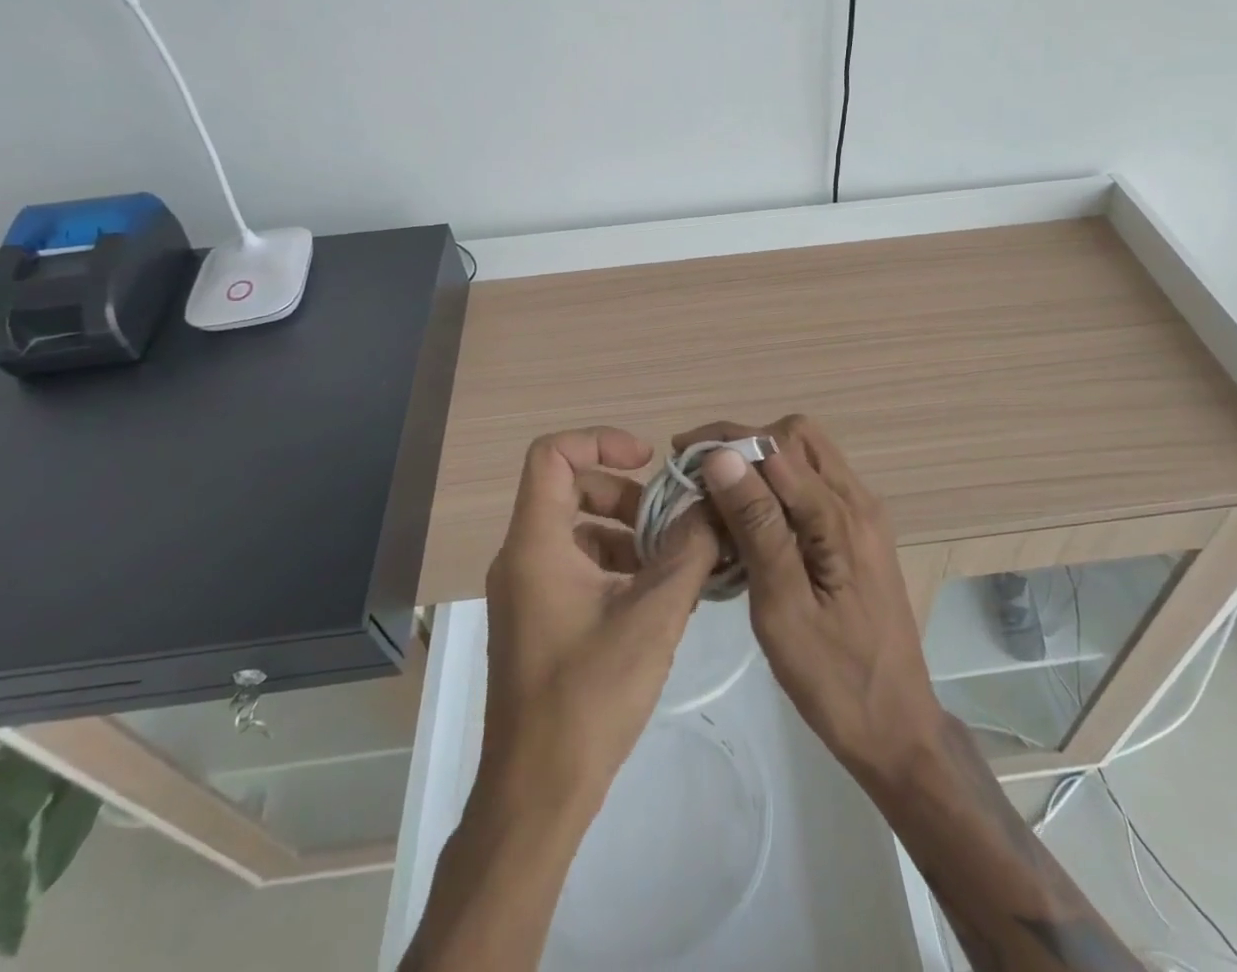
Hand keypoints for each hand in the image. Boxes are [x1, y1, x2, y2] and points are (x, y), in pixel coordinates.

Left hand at [480, 427, 720, 808]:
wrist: (536, 796)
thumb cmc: (589, 697)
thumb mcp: (653, 616)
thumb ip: (689, 552)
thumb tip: (714, 507)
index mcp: (536, 544)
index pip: (552, 454)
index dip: (600, 441)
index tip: (648, 462)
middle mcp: (522, 557)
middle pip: (570, 490)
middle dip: (626, 497)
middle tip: (670, 524)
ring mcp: (526, 591)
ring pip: (576, 531)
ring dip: (626, 535)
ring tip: (673, 566)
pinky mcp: (537, 620)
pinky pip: (575, 567)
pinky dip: (615, 567)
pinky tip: (655, 600)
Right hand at [673, 415, 943, 788]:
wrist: (898, 730)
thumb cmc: (835, 679)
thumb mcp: (784, 607)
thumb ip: (757, 526)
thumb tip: (722, 457)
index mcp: (842, 516)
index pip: (778, 445)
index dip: (727, 442)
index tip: (682, 459)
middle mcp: (858, 501)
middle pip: (798, 437)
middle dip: (745, 443)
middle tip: (701, 474)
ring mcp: (862, 517)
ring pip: (806, 458)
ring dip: (760, 464)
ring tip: (717, 494)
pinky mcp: (858, 536)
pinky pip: (814, 487)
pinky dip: (778, 488)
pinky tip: (749, 520)